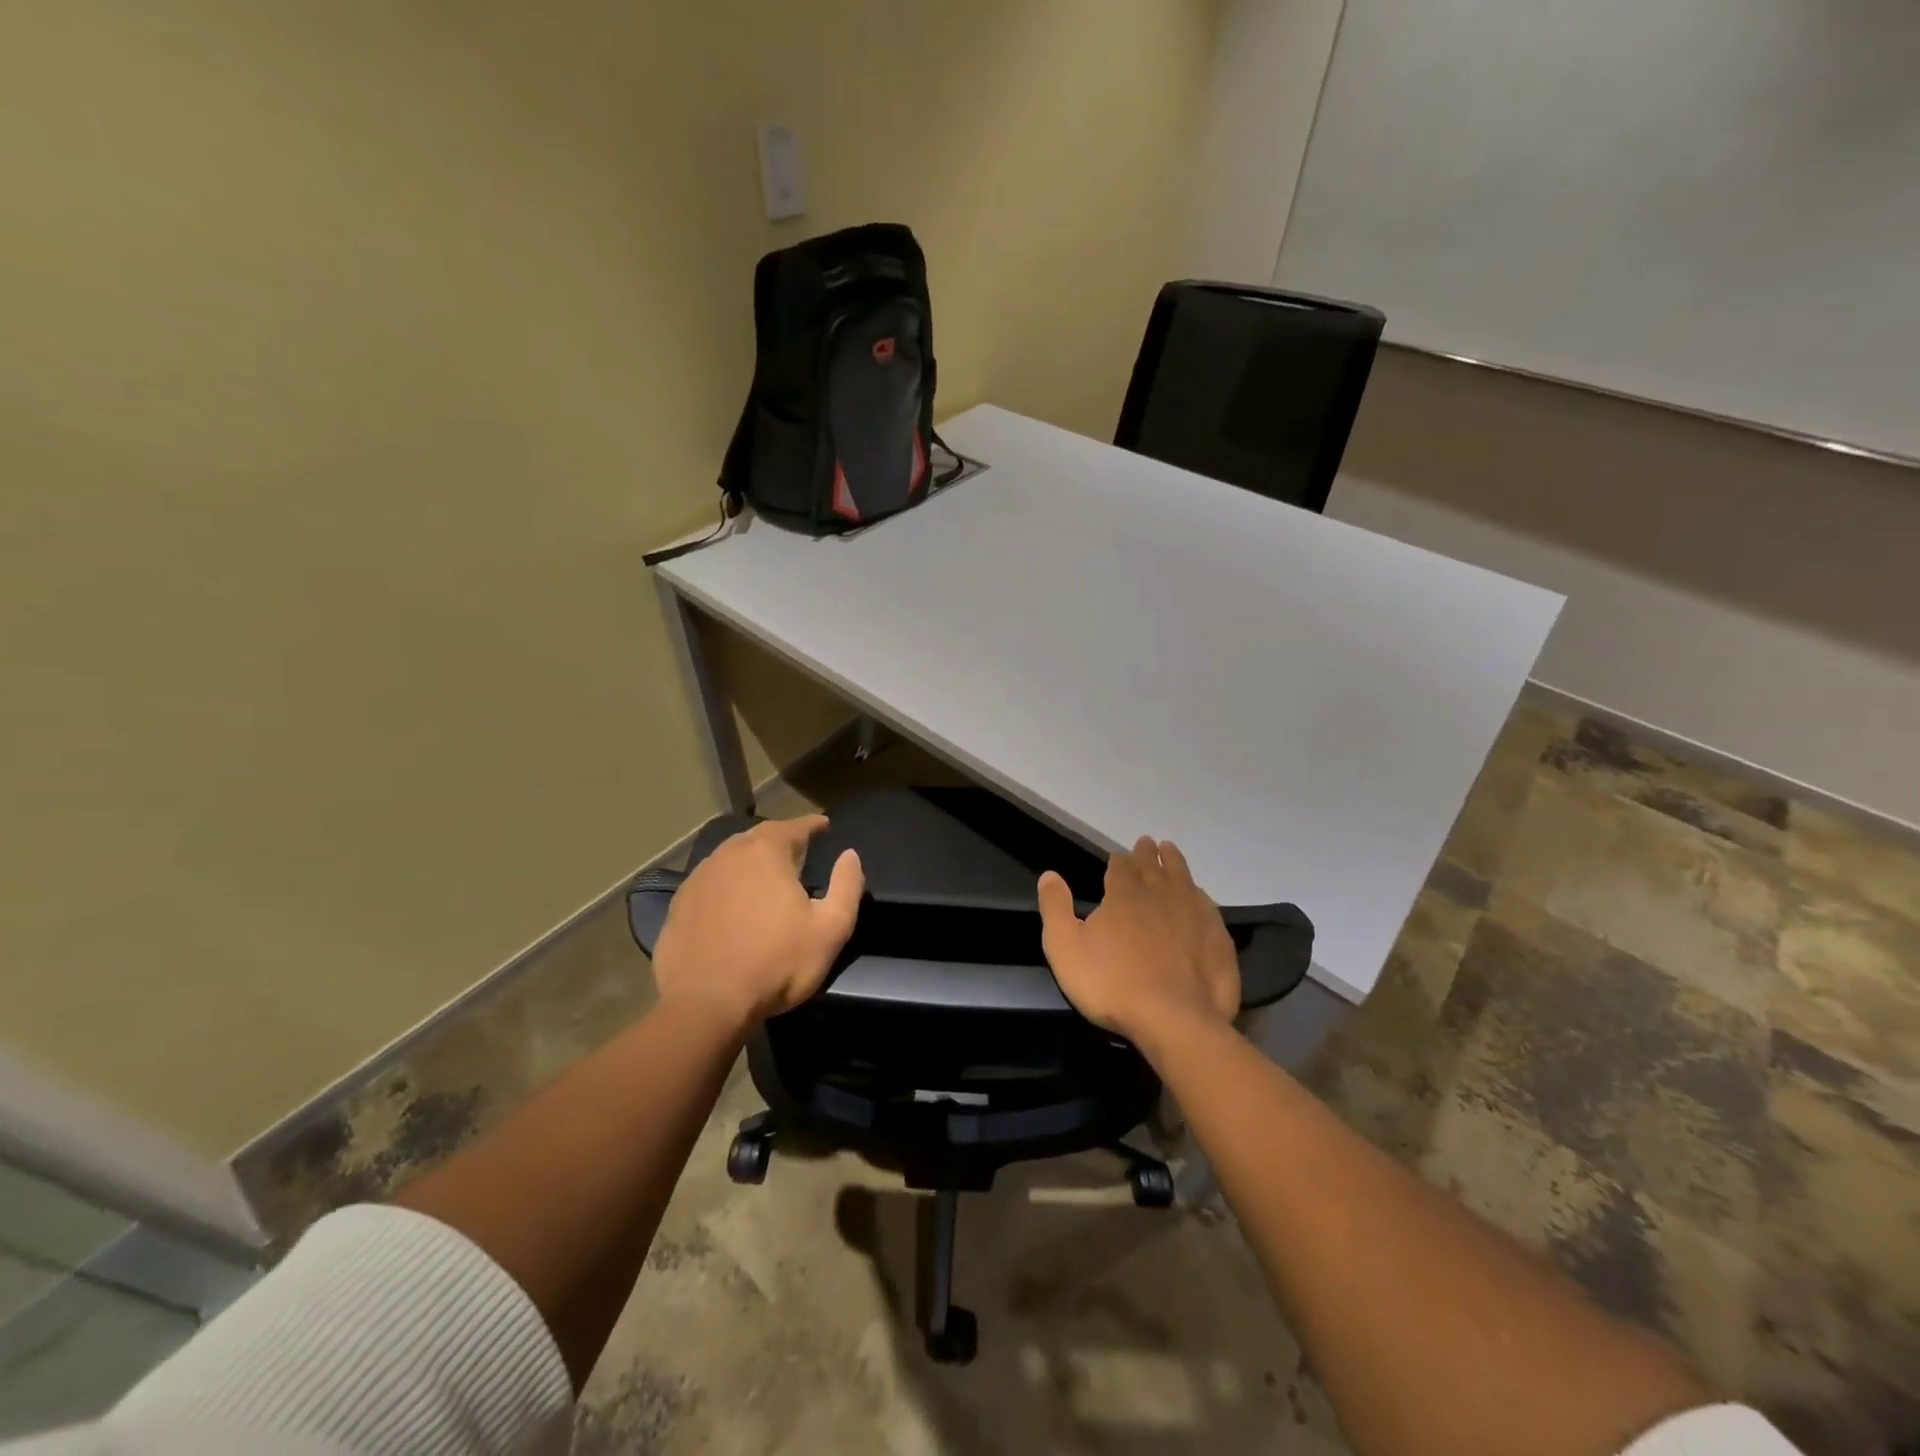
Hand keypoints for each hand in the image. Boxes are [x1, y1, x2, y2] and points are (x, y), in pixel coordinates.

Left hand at [651, 815, 863, 1027]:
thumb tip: (850, 856)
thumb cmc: (776, 963)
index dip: (813, 825)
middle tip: (798, 850)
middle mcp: (729, 855)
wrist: (705, 1004)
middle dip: (780, 839)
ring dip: (751, 861)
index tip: (824, 825)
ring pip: (731, 858)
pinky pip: (710, 883)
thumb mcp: (830, 928)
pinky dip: (726, 885)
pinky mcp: (679, 905)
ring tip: (766, 874)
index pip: (795, 826)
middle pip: (759, 837)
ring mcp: (698, 879)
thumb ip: (847, 886)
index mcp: (766, 852)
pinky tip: (732, 903)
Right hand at [1037, 837, 1238, 1048]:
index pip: (1121, 866)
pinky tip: (1199, 897)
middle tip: (1148, 842)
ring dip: (1175, 863)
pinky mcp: (1218, 939)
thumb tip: (1049, 875)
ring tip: (1171, 851)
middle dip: (1148, 854)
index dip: (1118, 859)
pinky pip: (1208, 906)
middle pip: (1154, 866)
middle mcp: (1161, 894)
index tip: (1118, 855)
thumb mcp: (1065, 947)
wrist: (1174, 1020)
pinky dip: (1200, 896)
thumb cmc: (1111, 984)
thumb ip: (1055, 908)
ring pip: (1184, 879)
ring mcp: (1194, 915)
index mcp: (1124, 894)